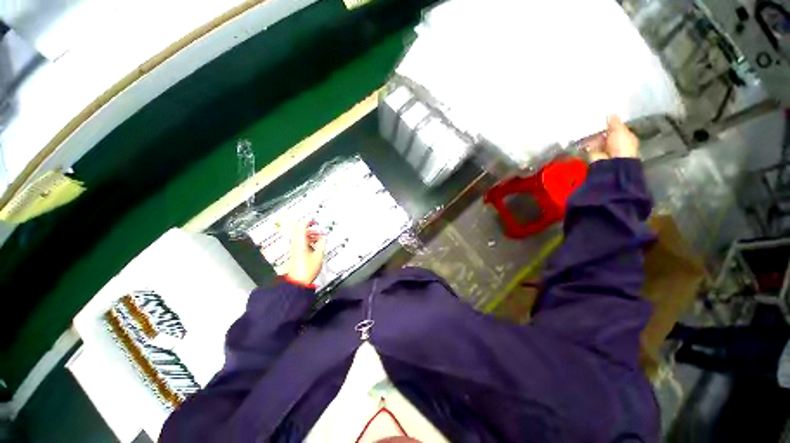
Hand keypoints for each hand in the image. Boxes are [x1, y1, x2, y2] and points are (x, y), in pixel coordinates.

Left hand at [281, 219, 326, 286]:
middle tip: (320, 230)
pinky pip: (302, 242)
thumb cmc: (307, 269)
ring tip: (320, 238)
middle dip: (311, 229)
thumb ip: (322, 244)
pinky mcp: (296, 253)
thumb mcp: (319, 255)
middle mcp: (296, 244)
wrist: (298, 281)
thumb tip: (324, 237)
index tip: (315, 221)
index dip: (308, 222)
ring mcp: (295, 248)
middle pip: (301, 231)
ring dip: (311, 235)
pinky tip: (316, 245)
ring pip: (302, 237)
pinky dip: (309, 241)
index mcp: (300, 242)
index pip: (301, 226)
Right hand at [587, 115, 638, 162]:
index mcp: (626, 138)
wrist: (611, 163)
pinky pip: (588, 146)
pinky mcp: (593, 154)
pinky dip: (585, 143)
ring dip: (592, 136)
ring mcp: (604, 150)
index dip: (613, 124)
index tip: (605, 118)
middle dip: (601, 130)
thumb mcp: (619, 130)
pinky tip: (581, 137)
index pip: (619, 129)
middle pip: (607, 135)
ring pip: (597, 140)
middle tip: (593, 121)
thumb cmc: (620, 145)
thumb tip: (611, 114)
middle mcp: (615, 144)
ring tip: (585, 128)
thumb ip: (615, 122)